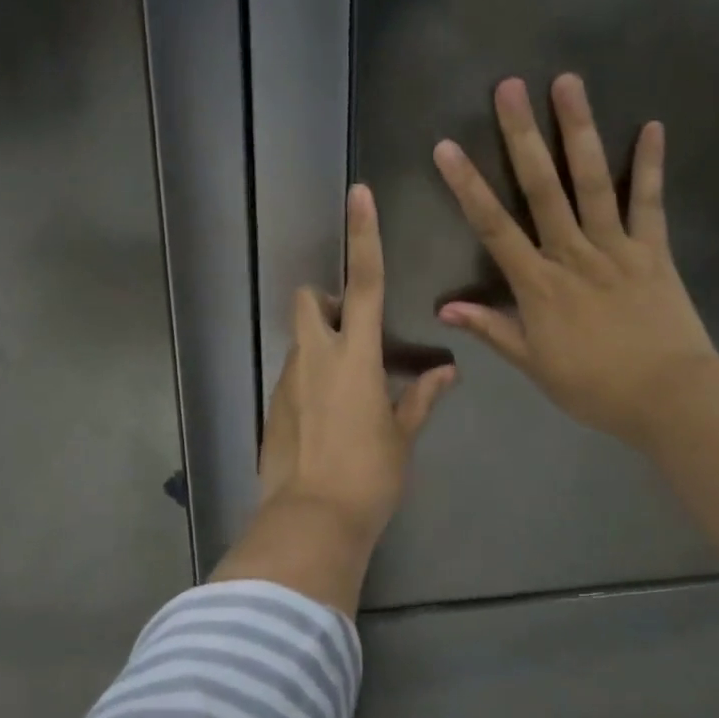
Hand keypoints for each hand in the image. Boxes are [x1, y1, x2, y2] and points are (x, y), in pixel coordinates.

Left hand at [258, 185, 455, 546]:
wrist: (311, 522)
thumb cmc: (369, 476)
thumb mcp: (402, 436)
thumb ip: (421, 397)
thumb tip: (445, 372)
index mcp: (356, 357)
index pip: (365, 282)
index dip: (364, 236)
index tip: (358, 195)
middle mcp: (315, 358)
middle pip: (309, 301)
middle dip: (325, 300)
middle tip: (351, 330)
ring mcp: (288, 381)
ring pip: (301, 342)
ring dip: (321, 347)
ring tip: (347, 392)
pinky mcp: (273, 407)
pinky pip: (293, 377)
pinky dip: (310, 382)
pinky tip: (328, 422)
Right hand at [433, 74, 717, 450]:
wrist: (669, 399)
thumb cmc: (594, 387)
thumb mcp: (534, 365)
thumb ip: (493, 330)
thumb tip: (445, 308)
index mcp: (539, 285)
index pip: (494, 227)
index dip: (468, 186)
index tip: (447, 147)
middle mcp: (573, 254)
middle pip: (543, 188)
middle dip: (523, 136)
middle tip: (510, 87)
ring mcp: (617, 248)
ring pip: (594, 182)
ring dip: (579, 131)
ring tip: (569, 84)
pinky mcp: (654, 251)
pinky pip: (651, 203)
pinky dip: (652, 165)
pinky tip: (652, 125)